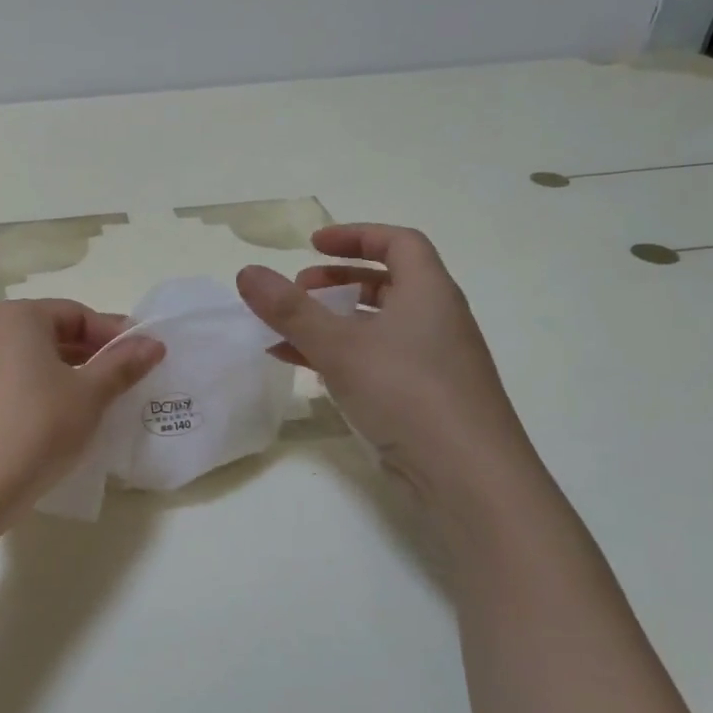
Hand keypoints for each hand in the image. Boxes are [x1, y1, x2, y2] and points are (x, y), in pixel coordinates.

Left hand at [0, 299, 164, 504]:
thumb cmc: (40, 425)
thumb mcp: (91, 394)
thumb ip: (123, 364)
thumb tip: (153, 344)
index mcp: (16, 316)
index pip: (75, 314)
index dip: (112, 334)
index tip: (140, 356)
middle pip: (47, 332)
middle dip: (86, 352)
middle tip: (119, 377)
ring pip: (24, 357)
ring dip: (59, 370)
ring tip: (88, 398)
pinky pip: (4, 380)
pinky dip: (31, 388)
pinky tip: (50, 416)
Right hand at [236, 225, 535, 493]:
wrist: (466, 476)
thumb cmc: (406, 392)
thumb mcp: (339, 346)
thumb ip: (290, 309)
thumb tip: (246, 272)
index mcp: (429, 293)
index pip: (399, 243)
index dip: (355, 235)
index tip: (312, 245)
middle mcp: (436, 320)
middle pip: (388, 283)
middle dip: (337, 281)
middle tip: (298, 291)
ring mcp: (432, 361)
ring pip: (377, 326)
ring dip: (332, 322)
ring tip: (288, 331)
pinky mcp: (423, 397)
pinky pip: (376, 360)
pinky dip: (339, 355)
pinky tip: (302, 367)